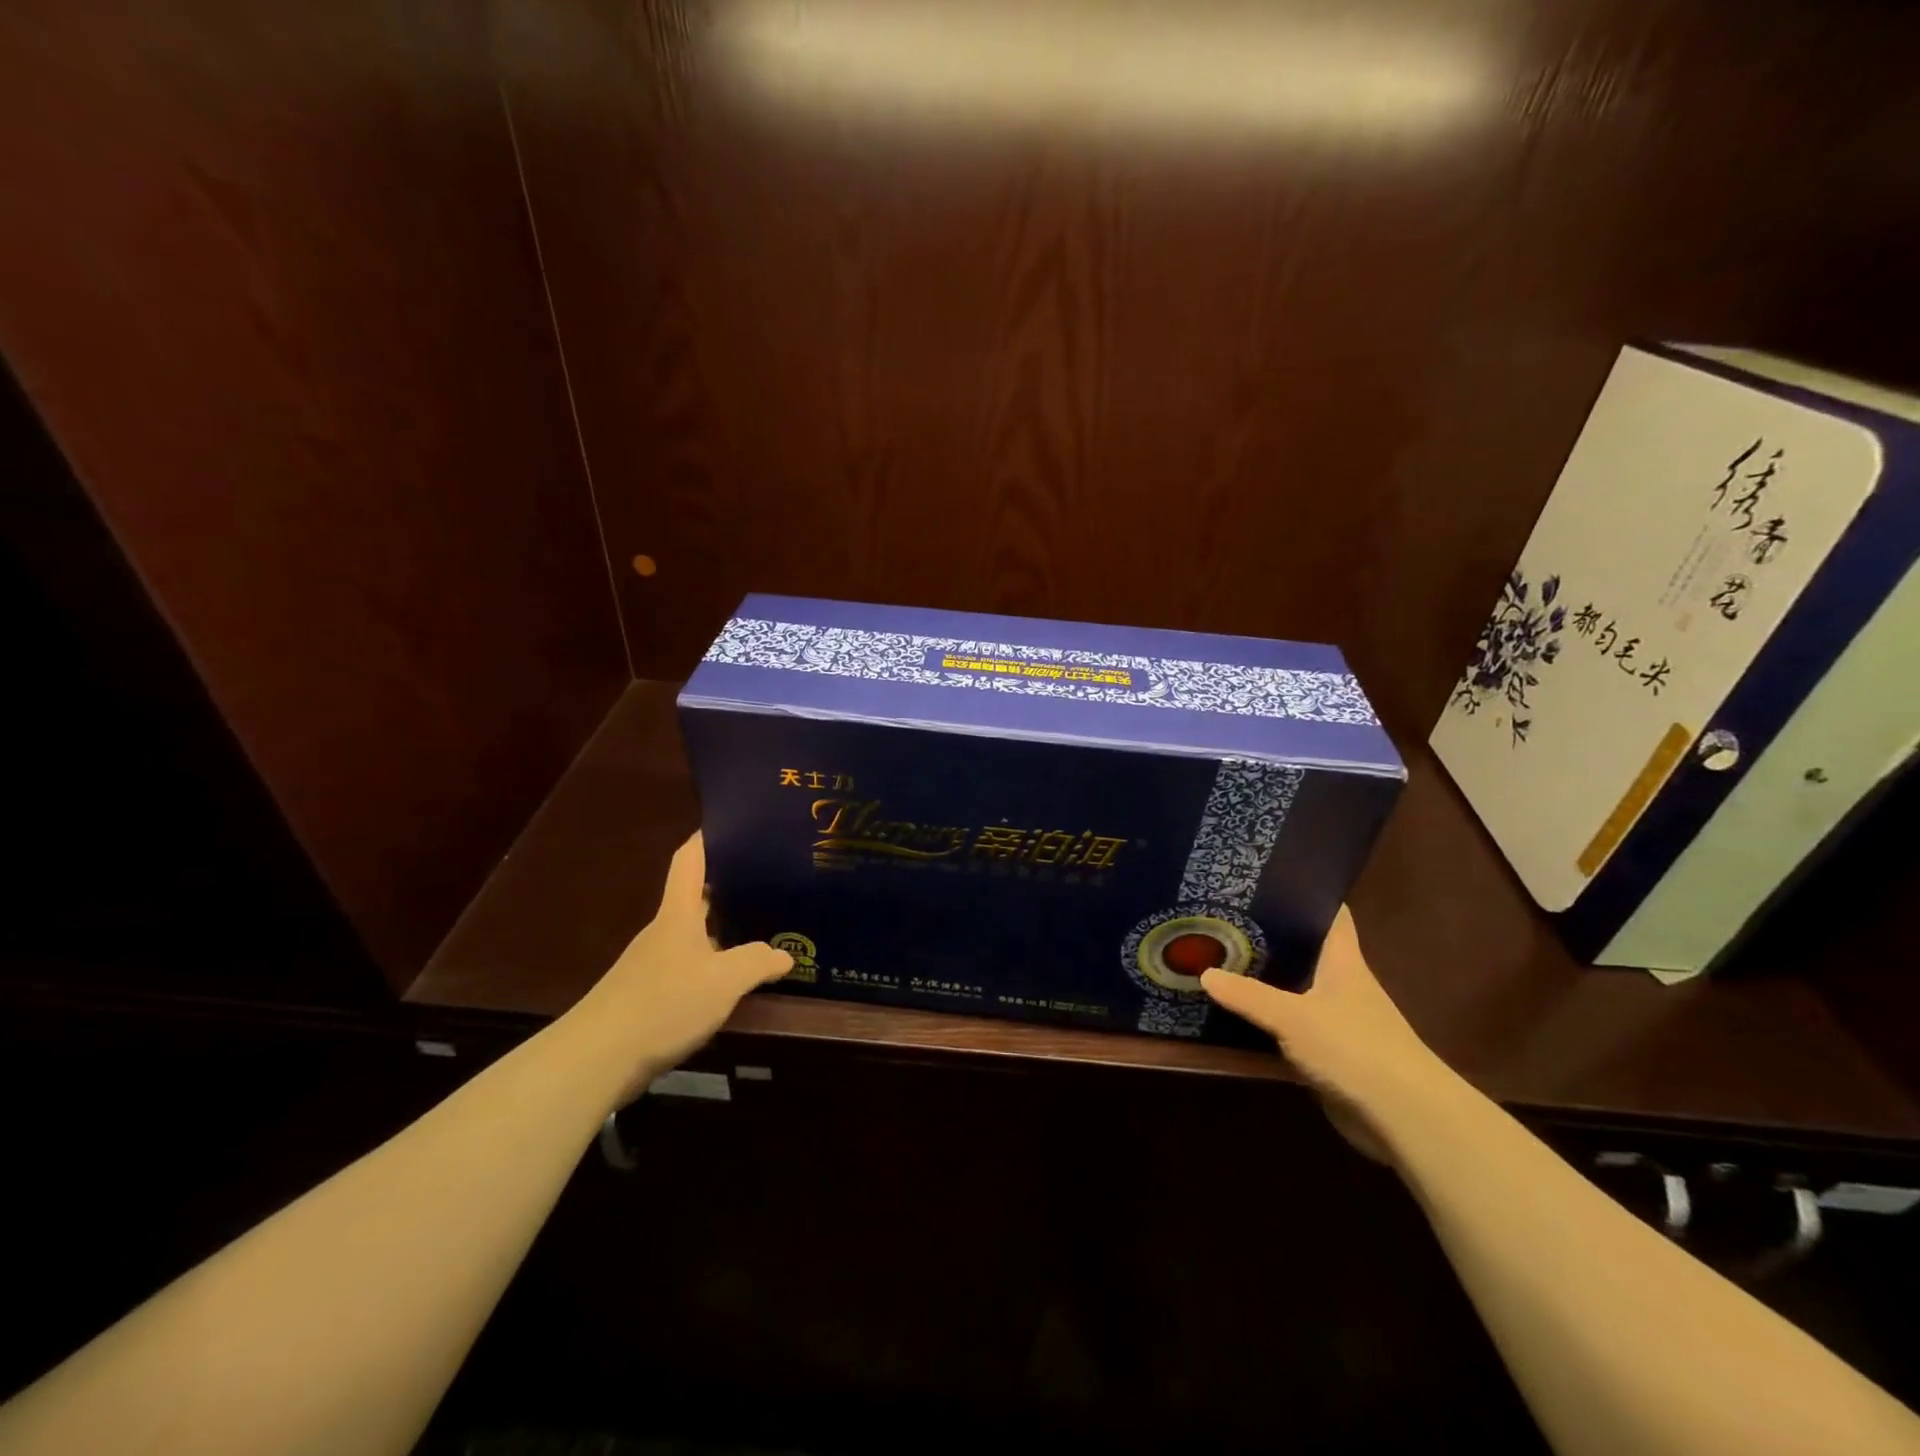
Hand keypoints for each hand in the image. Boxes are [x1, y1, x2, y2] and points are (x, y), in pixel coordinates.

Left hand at [562, 832, 791, 1108]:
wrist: (597, 1060)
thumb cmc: (662, 1004)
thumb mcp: (723, 981)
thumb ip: (757, 962)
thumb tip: (785, 955)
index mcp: (678, 913)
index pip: (690, 859)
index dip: (708, 836)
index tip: (734, 819)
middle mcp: (665, 930)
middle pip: (697, 894)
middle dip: (730, 882)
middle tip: (771, 875)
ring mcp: (656, 962)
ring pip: (696, 931)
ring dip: (725, 925)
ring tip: (765, 922)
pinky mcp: (652, 994)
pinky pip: (692, 964)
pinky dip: (715, 961)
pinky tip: (736, 976)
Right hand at [1201, 907, 1446, 1155]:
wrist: (1405, 1118)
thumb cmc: (1355, 1048)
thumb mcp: (1292, 1017)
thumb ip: (1247, 996)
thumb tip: (1203, 973)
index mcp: (1343, 960)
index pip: (1330, 912)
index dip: (1306, 890)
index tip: (1268, 876)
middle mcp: (1343, 982)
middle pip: (1307, 947)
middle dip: (1272, 932)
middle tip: (1226, 915)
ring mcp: (1338, 1017)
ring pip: (1297, 985)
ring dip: (1268, 975)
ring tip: (1222, 955)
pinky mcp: (1331, 1050)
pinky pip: (1293, 1021)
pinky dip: (1270, 1014)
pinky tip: (1238, 1009)